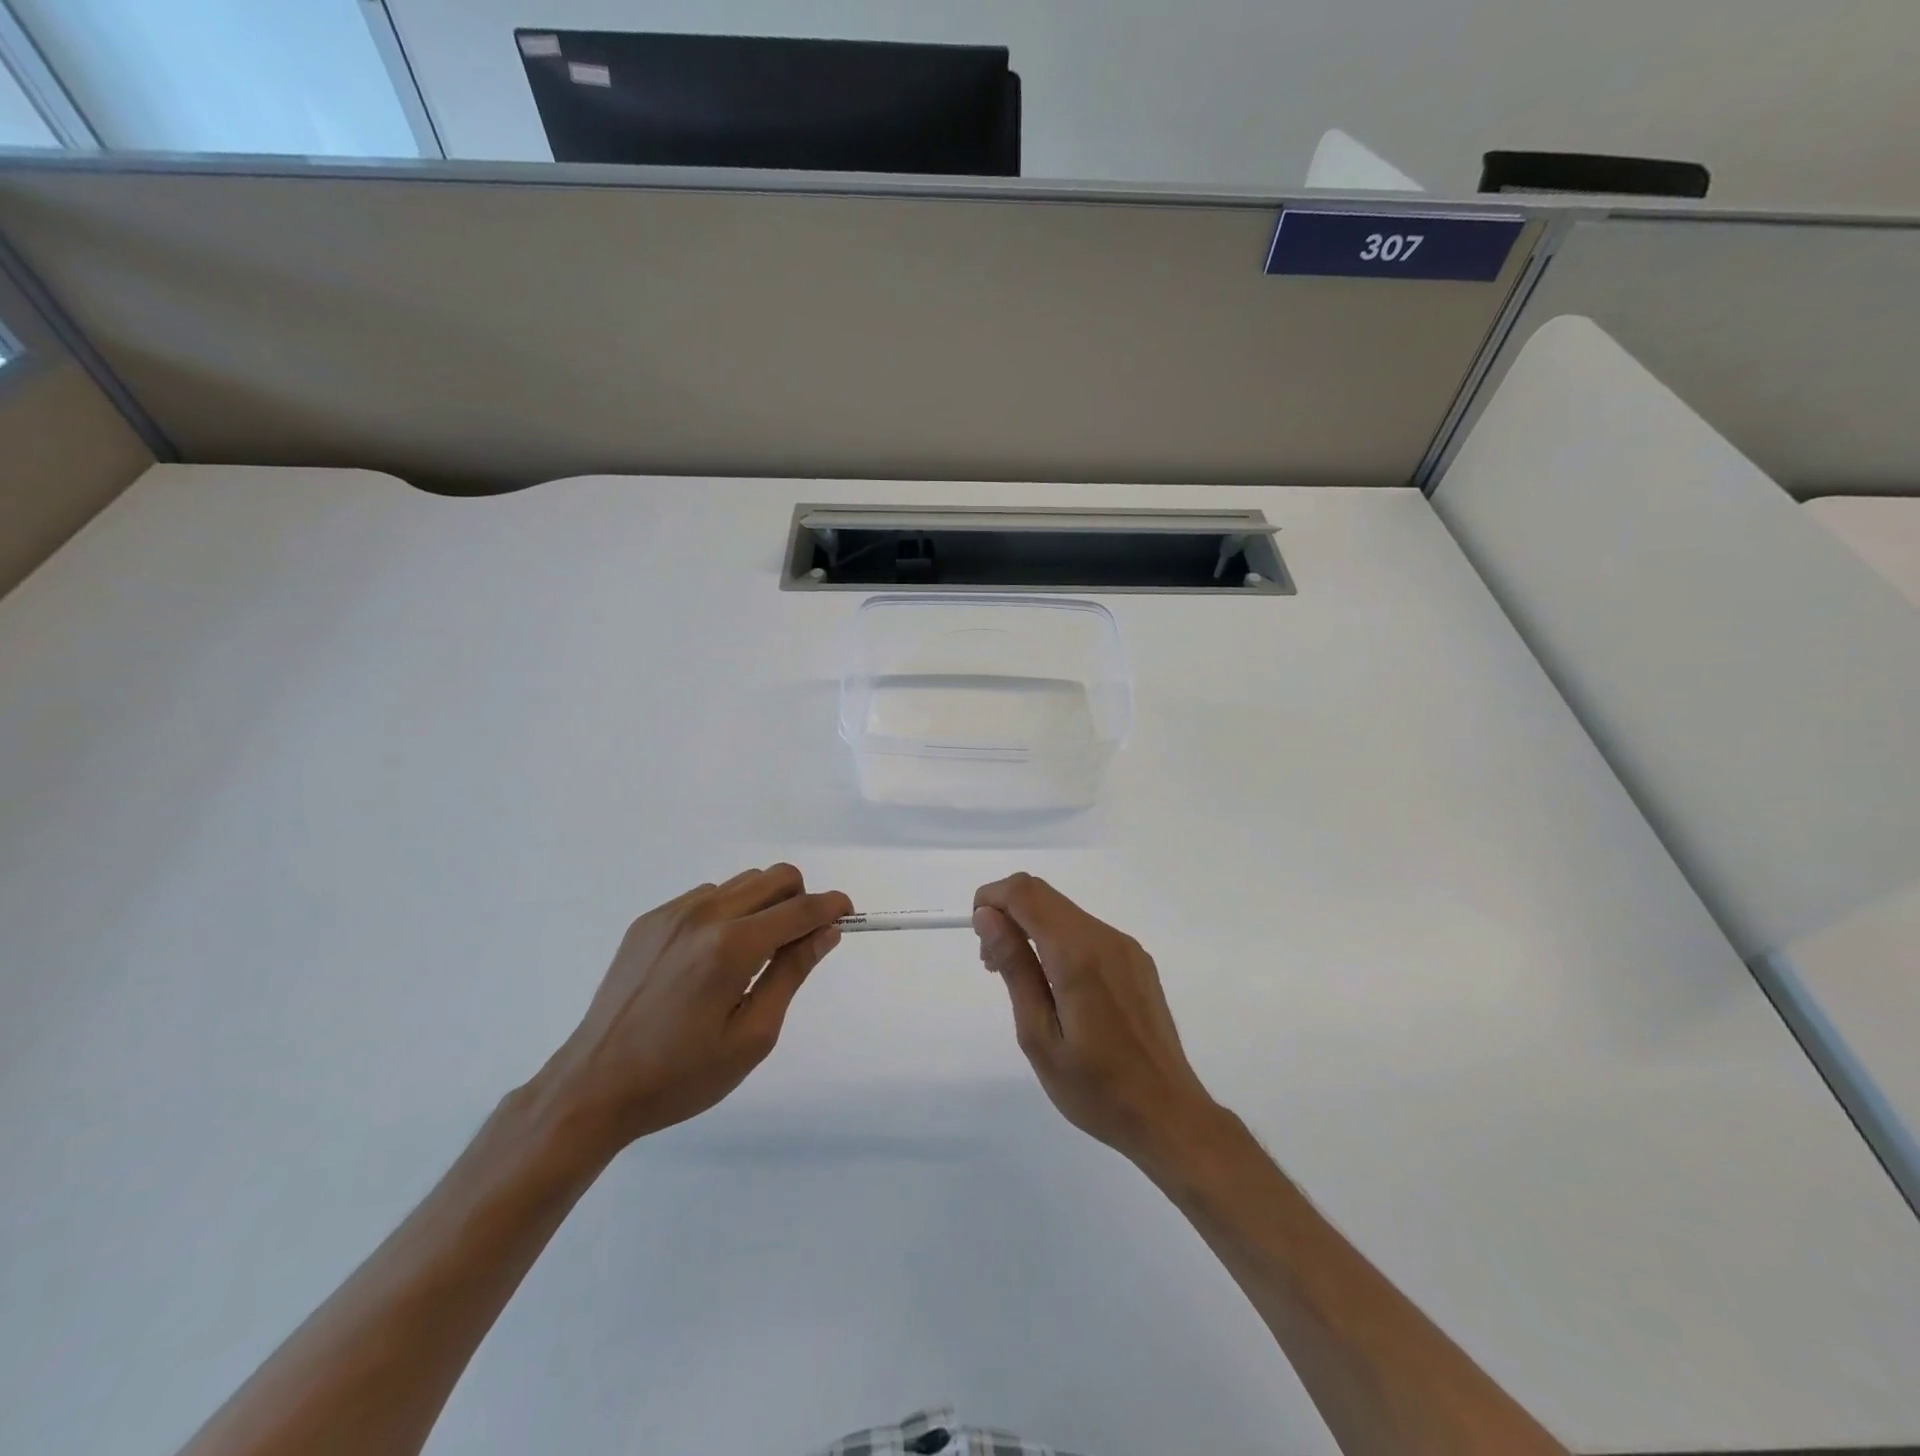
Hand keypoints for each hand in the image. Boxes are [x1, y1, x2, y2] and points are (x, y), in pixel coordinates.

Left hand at [539, 865, 850, 1156]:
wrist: (593, 1087)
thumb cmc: (681, 1075)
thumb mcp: (752, 1036)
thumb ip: (792, 974)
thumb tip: (825, 932)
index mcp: (732, 946)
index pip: (800, 908)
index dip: (832, 906)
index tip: (848, 914)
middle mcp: (703, 915)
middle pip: (775, 877)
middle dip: (800, 900)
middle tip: (797, 944)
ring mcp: (671, 914)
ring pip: (741, 884)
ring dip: (762, 907)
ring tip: (749, 958)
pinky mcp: (649, 921)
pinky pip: (706, 897)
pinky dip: (726, 914)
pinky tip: (708, 961)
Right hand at [974, 873, 1221, 1171]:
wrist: (1168, 1115)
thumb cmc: (1095, 1087)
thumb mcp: (1039, 1034)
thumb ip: (1015, 967)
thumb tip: (987, 916)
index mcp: (1078, 952)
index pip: (1024, 892)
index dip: (991, 899)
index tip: (980, 940)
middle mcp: (1105, 937)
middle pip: (1044, 895)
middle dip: (1008, 914)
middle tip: (994, 966)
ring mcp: (1126, 947)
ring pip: (1065, 913)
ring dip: (1032, 928)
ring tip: (1023, 982)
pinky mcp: (1137, 961)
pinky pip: (1087, 932)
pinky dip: (1058, 941)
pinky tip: (1057, 987)